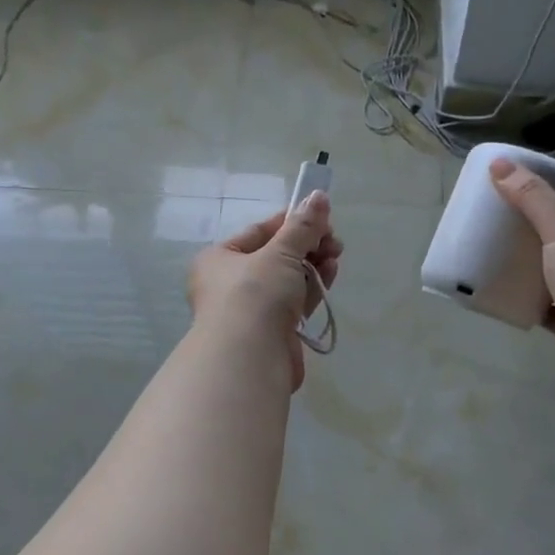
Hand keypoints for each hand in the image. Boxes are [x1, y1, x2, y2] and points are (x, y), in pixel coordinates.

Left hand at [188, 192, 341, 390]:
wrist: (250, 358)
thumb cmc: (254, 295)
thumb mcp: (280, 252)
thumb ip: (302, 226)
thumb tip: (318, 196)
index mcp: (219, 259)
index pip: (259, 232)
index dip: (291, 222)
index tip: (321, 217)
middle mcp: (230, 284)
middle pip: (276, 255)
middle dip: (307, 245)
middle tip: (334, 239)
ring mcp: (252, 310)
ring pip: (288, 279)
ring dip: (313, 265)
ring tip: (335, 255)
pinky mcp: (272, 331)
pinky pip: (295, 301)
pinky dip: (312, 287)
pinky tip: (330, 275)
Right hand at [487, 158, 554, 393]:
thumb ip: (532, 198)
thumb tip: (498, 165)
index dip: (551, 208)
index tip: (517, 204)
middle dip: (534, 243)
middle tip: (497, 234)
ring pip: (552, 280)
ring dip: (528, 275)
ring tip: (493, 262)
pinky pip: (543, 309)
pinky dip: (524, 303)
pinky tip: (499, 296)